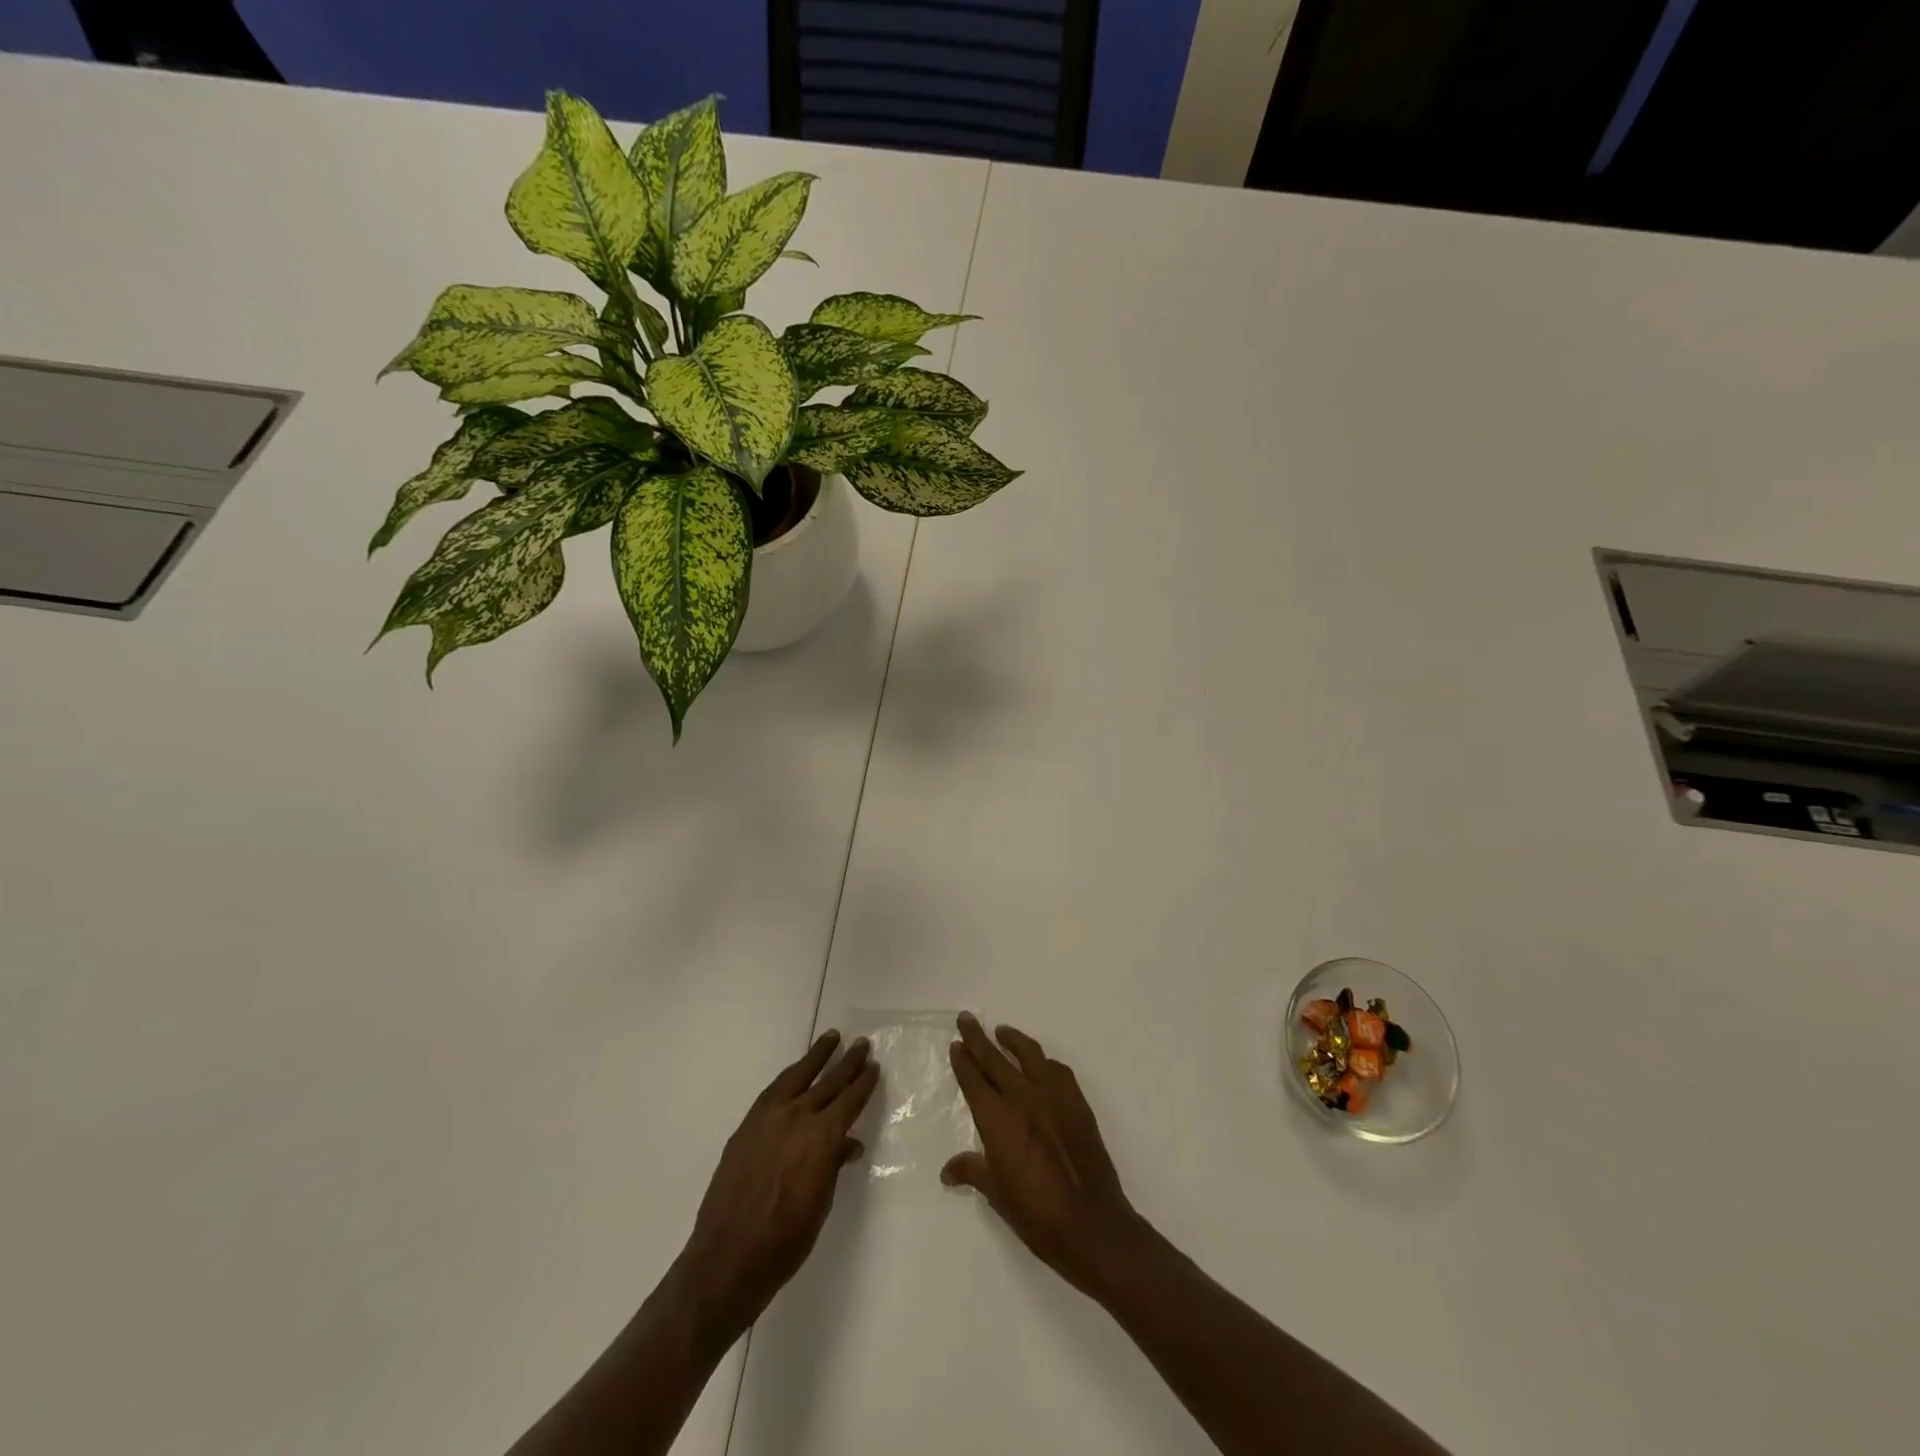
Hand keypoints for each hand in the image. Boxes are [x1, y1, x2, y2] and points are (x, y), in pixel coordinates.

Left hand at [673, 1030, 878, 1345]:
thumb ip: (833, 1165)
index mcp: (821, 1138)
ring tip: (830, 1039)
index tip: (873, 1067)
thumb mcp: (821, 1204)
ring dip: (816, 1057)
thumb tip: (849, 1144)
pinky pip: (773, 1091)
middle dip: (847, 1063)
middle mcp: (796, 1118)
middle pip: (828, 1082)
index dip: (863, 1083)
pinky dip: (789, 1077)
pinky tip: (796, 1074)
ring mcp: (767, 1119)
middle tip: (861, 1044)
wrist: (727, 1259)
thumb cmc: (785, 1241)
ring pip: (797, 1076)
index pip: (849, 1101)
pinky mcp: (746, 1126)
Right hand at [942, 1013, 1142, 1297]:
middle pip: (995, 1059)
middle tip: (967, 1019)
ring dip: (1013, 1040)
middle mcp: (1023, 1097)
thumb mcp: (997, 1194)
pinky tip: (1041, 1064)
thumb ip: (972, 1171)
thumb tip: (947, 1171)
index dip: (963, 1060)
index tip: (956, 1044)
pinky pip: (1058, 1070)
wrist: (1090, 1223)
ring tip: (1002, 1031)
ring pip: (1029, 1055)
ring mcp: (1053, 1096)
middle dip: (978, 1038)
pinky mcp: (1077, 1102)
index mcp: (998, 1119)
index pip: (974, 1080)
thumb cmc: (1036, 1214)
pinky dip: (1044, 1062)